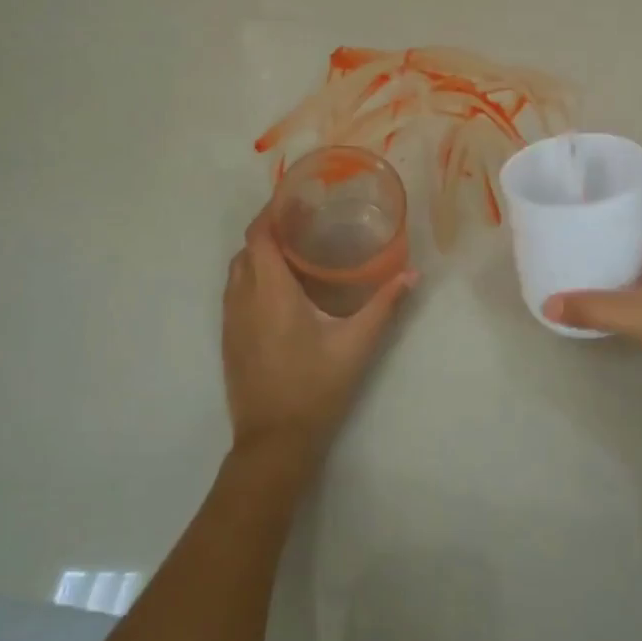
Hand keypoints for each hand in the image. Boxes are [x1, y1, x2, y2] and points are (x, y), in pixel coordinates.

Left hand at [222, 206, 416, 467]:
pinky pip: (234, 292)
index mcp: (270, 293)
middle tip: (304, 223)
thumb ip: (384, 306)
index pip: (259, 236)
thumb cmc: (316, 387)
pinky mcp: (229, 339)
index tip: (296, 199)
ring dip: (259, 253)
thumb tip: (413, 275)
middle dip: (269, 229)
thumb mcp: (356, 345)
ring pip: (237, 271)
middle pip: (247, 249)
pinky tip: (280, 289)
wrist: (274, 441)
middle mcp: (243, 299)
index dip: (272, 212)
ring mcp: (231, 321)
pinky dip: (252, 276)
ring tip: (294, 250)